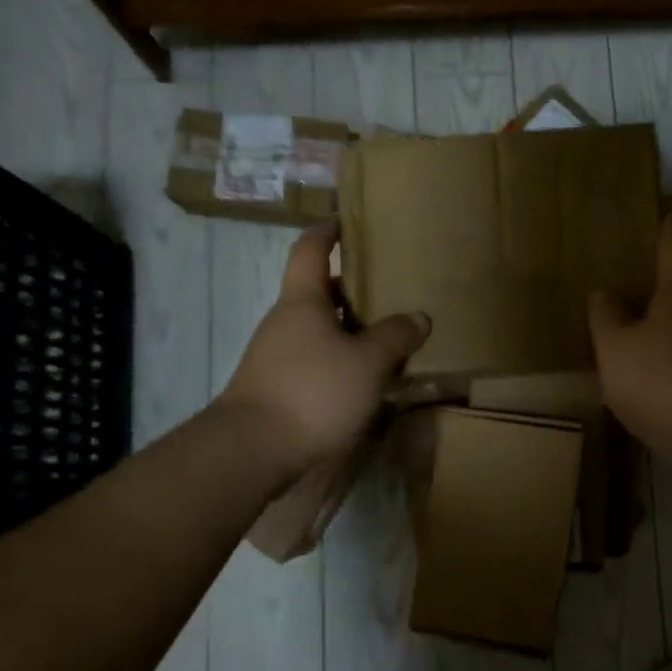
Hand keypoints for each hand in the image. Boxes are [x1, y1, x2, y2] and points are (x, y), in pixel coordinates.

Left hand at [220, 223, 429, 478]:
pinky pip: (315, 357)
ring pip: (319, 327)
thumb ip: (395, 337)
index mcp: (302, 301)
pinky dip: (340, 356)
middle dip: (352, 285)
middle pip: (318, 290)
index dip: (328, 230)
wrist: (252, 450)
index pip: (310, 249)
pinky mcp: (278, 385)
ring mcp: (277, 354)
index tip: (348, 220)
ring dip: (349, 326)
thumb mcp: (367, 363)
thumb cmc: (313, 391)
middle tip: (390, 285)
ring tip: (387, 333)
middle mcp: (285, 321)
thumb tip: (419, 317)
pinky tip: (365, 375)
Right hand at [588, 213, 671, 471]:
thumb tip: (608, 294)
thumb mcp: (616, 350)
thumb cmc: (667, 384)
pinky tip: (653, 382)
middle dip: (656, 284)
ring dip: (664, 326)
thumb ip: (606, 316)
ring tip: (630, 339)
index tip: (661, 210)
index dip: (667, 222)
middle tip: (623, 286)